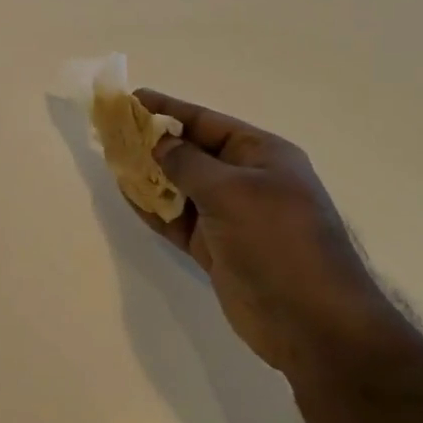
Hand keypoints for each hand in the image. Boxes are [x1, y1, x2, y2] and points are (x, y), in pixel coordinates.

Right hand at [133, 90, 401, 372]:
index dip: (169, 110)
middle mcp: (247, 181)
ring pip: (180, 187)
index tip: (131, 100)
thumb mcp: (231, 192)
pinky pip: (178, 219)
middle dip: (154, 141)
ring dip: (149, 174)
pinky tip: (126, 193)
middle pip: (192, 153)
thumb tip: (159, 142)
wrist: (311, 322)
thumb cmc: (277, 241)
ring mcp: (230, 217)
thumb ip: (188, 163)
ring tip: (111, 158)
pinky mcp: (216, 248)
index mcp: (262, 156)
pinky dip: (153, 207)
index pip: (207, 123)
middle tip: (112, 131)